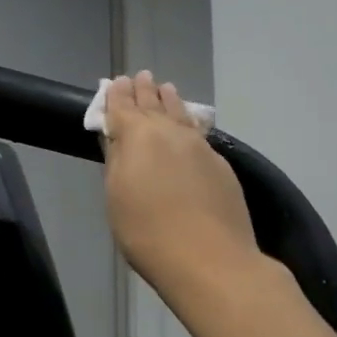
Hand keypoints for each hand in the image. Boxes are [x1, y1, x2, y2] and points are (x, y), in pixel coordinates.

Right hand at [102, 70, 257, 290]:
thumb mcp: (117, 196)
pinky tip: (188, 126)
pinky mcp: (221, 165)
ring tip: (166, 89)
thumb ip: (116, 161)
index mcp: (138, 136)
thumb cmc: (146, 231)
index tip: (115, 82)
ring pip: (181, 114)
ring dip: (170, 100)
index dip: (116, 95)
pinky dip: (188, 122)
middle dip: (144, 91)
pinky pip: (198, 133)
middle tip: (140, 77)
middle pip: (154, 104)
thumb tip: (115, 136)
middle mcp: (170, 132)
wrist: (208, 259)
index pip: (122, 107)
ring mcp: (200, 146)